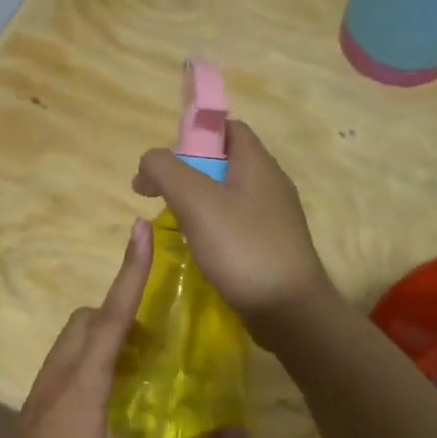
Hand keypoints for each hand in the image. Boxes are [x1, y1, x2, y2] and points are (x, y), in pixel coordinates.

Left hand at [0, 219, 247, 437]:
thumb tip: (241, 436)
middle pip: (87, 322)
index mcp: (82, 380)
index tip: (140, 229)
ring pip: (71, 346)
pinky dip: (89, 365)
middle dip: (120, 310)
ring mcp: (40, 398)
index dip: (131, 271)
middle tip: (156, 334)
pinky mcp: (32, 419)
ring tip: (138, 366)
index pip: (114, 313)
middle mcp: (58, 377)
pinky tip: (107, 405)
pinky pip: (64, 371)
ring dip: (103, 338)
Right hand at [133, 120, 334, 335]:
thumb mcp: (197, 201)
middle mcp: (269, 184)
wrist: (288, 309)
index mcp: (257, 163)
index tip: (166, 161)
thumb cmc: (243, 247)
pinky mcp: (270, 246)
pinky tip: (198, 248)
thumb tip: (148, 163)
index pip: (227, 128)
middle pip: (224, 162)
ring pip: (228, 195)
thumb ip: (166, 171)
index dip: (194, 134)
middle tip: (161, 195)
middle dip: (189, 172)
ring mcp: (273, 217)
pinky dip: (213, 228)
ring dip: (198, 203)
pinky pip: (236, 224)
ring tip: (175, 223)